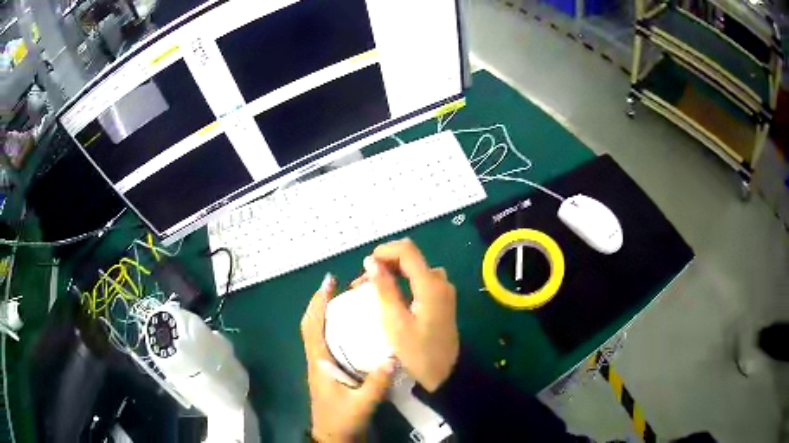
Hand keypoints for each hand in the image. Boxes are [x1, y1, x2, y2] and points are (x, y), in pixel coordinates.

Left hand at [301, 274, 394, 442]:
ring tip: (346, 301)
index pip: (313, 327)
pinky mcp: (328, 372)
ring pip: (317, 332)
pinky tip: (352, 329)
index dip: (318, 303)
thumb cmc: (342, 420)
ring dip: (325, 314)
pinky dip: (334, 329)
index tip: (328, 282)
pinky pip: (327, 343)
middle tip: (338, 286)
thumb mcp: (362, 404)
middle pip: (311, 325)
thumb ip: (377, 383)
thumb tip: (393, 355)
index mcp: (320, 363)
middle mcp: (317, 359)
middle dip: (320, 303)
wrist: (333, 437)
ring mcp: (321, 366)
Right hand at [356, 238, 458, 391]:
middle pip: (410, 257)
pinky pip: (420, 281)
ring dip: (392, 272)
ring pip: (414, 269)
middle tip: (362, 283)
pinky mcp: (442, 300)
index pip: (406, 250)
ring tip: (371, 289)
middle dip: (384, 263)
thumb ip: (384, 288)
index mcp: (430, 285)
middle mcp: (440, 281)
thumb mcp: (395, 322)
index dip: (383, 251)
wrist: (444, 374)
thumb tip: (371, 261)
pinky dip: (402, 281)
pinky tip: (389, 296)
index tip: (364, 266)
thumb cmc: (418, 352)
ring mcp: (443, 290)